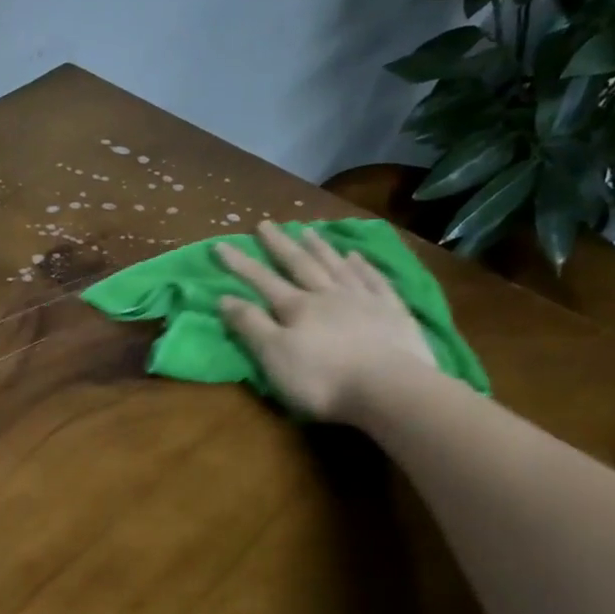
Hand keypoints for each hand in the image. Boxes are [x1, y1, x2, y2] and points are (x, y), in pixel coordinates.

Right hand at [215, 221, 438, 423]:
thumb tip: (225, 297)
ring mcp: (363, 300)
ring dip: (320, 248)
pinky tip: (356, 256)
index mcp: (297, 308)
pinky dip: (363, 266)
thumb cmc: (322, 379)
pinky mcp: (393, 312)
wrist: (389, 389)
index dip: (240, 264)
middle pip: (300, 264)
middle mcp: (328, 295)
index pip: (262, 280)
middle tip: (266, 224)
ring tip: (308, 230)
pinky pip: (374, 280)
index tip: (221, 245)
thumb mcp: (273, 356)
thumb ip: (250, 325)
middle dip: (280, 245)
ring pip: (336, 266)